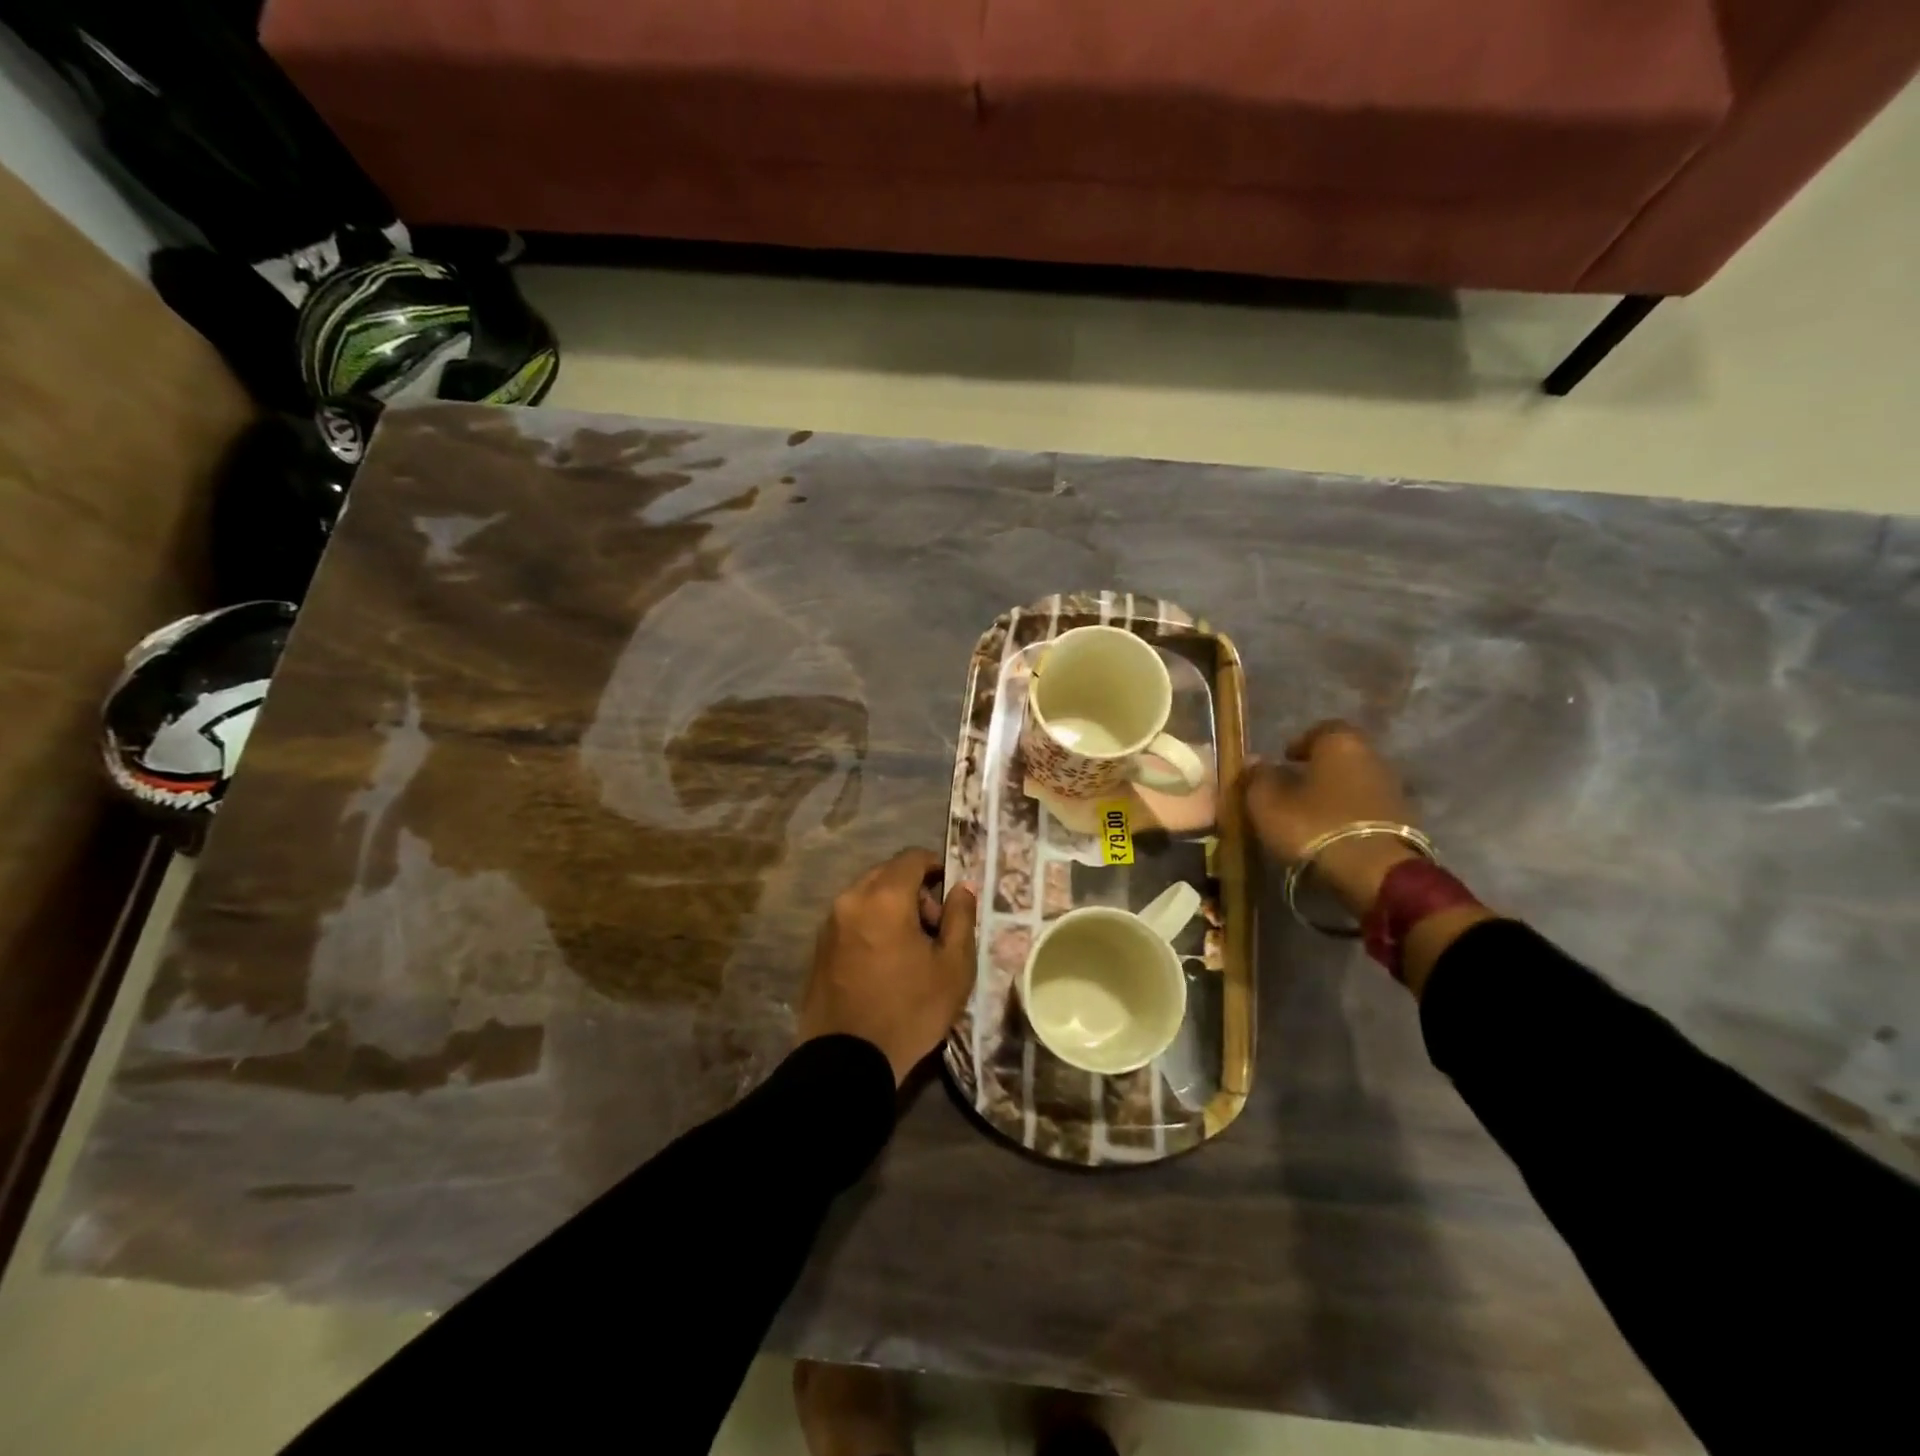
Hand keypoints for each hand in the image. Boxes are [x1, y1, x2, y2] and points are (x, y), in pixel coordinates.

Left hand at [799, 848, 978, 1085]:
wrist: (847, 1062)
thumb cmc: (909, 1010)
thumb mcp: (953, 967)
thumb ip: (960, 918)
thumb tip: (962, 887)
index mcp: (885, 897)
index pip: (912, 858)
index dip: (936, 867)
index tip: (950, 892)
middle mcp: (852, 899)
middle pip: (887, 874)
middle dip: (914, 890)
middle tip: (933, 928)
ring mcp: (830, 923)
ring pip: (867, 896)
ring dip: (891, 908)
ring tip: (909, 950)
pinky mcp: (818, 947)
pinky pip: (851, 919)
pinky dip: (871, 925)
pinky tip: (884, 962)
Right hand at [1241, 720, 1417, 917]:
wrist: (1376, 873)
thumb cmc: (1315, 825)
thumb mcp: (1268, 803)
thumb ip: (1258, 777)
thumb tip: (1254, 760)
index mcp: (1340, 743)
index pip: (1320, 729)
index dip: (1300, 743)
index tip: (1284, 759)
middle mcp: (1372, 757)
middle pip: (1341, 756)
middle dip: (1318, 768)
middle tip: (1293, 786)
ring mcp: (1392, 789)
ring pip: (1355, 782)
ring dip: (1335, 793)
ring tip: (1310, 814)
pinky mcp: (1403, 821)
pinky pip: (1367, 808)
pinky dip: (1349, 814)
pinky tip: (1332, 831)